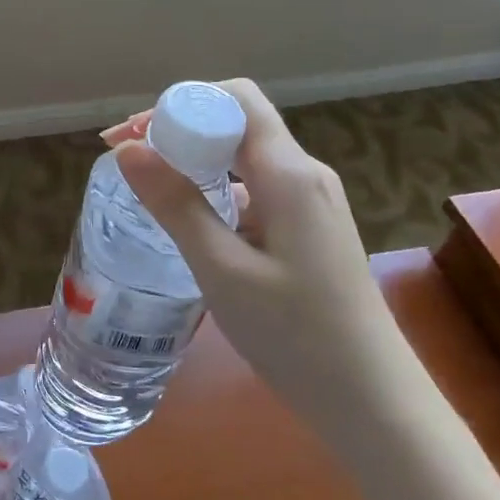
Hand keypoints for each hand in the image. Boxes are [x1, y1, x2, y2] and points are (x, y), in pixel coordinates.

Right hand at [101, 80, 413, 448]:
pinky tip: (189, 218)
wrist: (372, 401)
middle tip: (126, 156)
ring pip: (244, 155)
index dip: (180, 103)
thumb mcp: (222, 269)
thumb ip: (175, 204)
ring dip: (194, 157)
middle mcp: (305, 174)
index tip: (132, 134)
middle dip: (179, 127)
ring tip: (147, 183)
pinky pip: (254, 186)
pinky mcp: (308, 227)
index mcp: (289, 173)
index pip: (236, 98)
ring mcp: (310, 201)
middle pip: (238, 121)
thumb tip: (128, 149)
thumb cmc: (295, 335)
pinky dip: (214, 186)